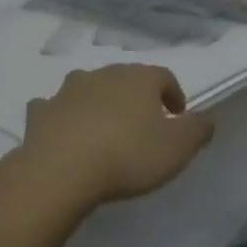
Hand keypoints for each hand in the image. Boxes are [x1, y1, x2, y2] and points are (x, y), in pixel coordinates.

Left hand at [14, 65, 214, 211]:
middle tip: (143, 124)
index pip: (163, 76)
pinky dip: (62, 116)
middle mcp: (102, 75)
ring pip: (88, 88)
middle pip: (124, 78)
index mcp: (138, 78)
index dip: (173, 93)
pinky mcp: (41, 112)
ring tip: (104, 129)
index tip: (178, 115)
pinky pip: (54, 108)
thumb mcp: (177, 148)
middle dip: (135, 97)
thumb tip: (205, 119)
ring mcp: (67, 91)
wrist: (60, 170)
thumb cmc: (127, 155)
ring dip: (98, 102)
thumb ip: (196, 131)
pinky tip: (65, 133)